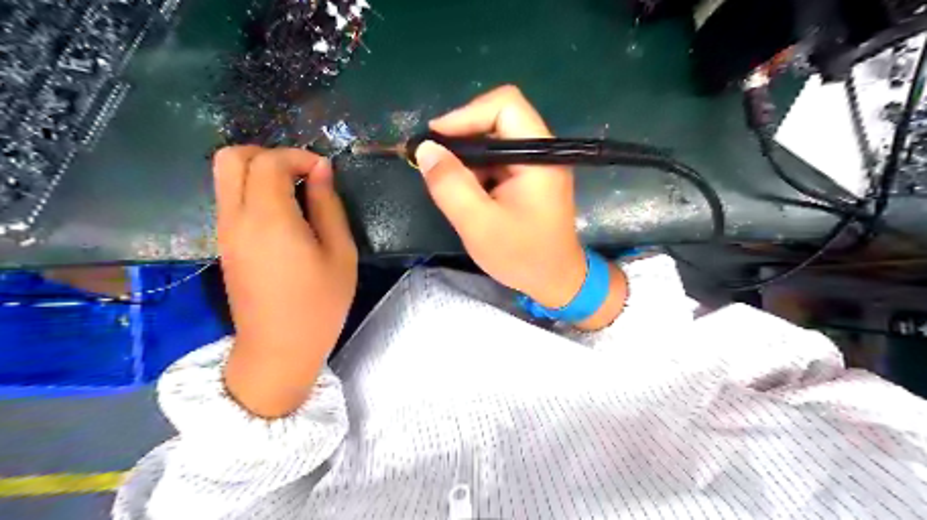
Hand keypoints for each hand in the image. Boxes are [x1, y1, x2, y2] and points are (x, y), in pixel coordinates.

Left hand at [211, 146, 355, 418]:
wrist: (279, 349)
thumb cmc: (319, 304)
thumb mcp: (340, 254)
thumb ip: (329, 207)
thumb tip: (321, 171)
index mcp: (269, 219)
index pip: (269, 161)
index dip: (299, 156)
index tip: (325, 173)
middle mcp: (237, 218)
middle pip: (232, 157)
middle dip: (269, 154)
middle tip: (302, 174)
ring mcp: (225, 231)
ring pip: (226, 176)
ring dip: (260, 171)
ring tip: (297, 192)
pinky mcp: (224, 243)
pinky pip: (230, 198)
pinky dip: (253, 190)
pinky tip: (284, 213)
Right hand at [417, 85, 625, 329]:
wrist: (555, 281)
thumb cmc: (522, 256)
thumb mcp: (478, 224)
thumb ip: (451, 185)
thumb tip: (426, 149)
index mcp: (539, 157)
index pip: (505, 106)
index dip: (466, 114)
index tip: (436, 140)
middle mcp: (542, 152)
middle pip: (498, 119)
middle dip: (463, 136)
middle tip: (434, 161)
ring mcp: (537, 164)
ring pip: (495, 139)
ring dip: (467, 156)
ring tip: (448, 182)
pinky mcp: (529, 177)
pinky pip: (498, 159)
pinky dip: (477, 169)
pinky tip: (466, 192)